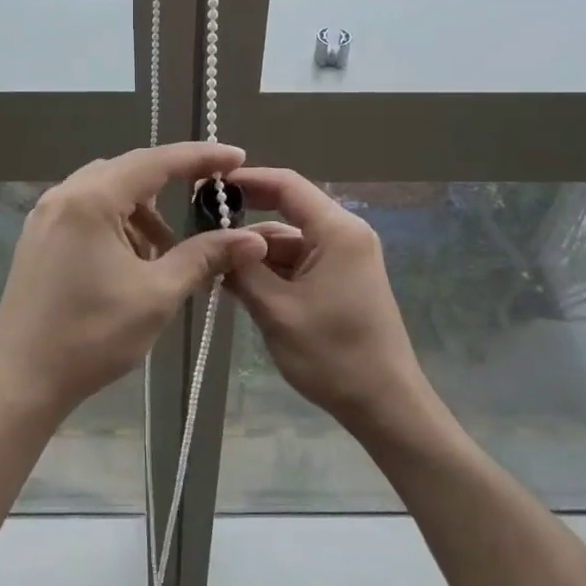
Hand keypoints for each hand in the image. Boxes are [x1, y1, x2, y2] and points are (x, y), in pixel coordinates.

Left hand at [0, 143, 267, 418]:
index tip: (236, 156)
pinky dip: (117, 223)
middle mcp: (64, 195)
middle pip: (130, 171)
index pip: (156, 161)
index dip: (200, 157)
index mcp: (91, 200)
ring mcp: (45, 215)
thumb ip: (205, 257)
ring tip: (166, 251)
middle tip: (210, 198)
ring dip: (143, 211)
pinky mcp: (38, 236)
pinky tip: (132, 259)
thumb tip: (253, 239)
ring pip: (108, 191)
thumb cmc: (92, 336)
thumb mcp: (157, 295)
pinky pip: (87, 210)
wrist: (22, 381)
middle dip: (172, 184)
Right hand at [226, 168, 427, 429]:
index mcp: (337, 231)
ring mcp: (345, 258)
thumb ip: (243, 270)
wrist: (384, 404)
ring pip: (290, 241)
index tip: (208, 185)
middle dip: (245, 226)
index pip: (287, 185)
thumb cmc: (332, 355)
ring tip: (214, 269)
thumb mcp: (276, 311)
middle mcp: (345, 234)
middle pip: (287, 213)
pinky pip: (300, 262)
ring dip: (256, 254)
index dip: (247, 180)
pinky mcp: (342, 279)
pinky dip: (272, 271)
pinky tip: (240, 286)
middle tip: (201, 232)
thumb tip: (216, 241)